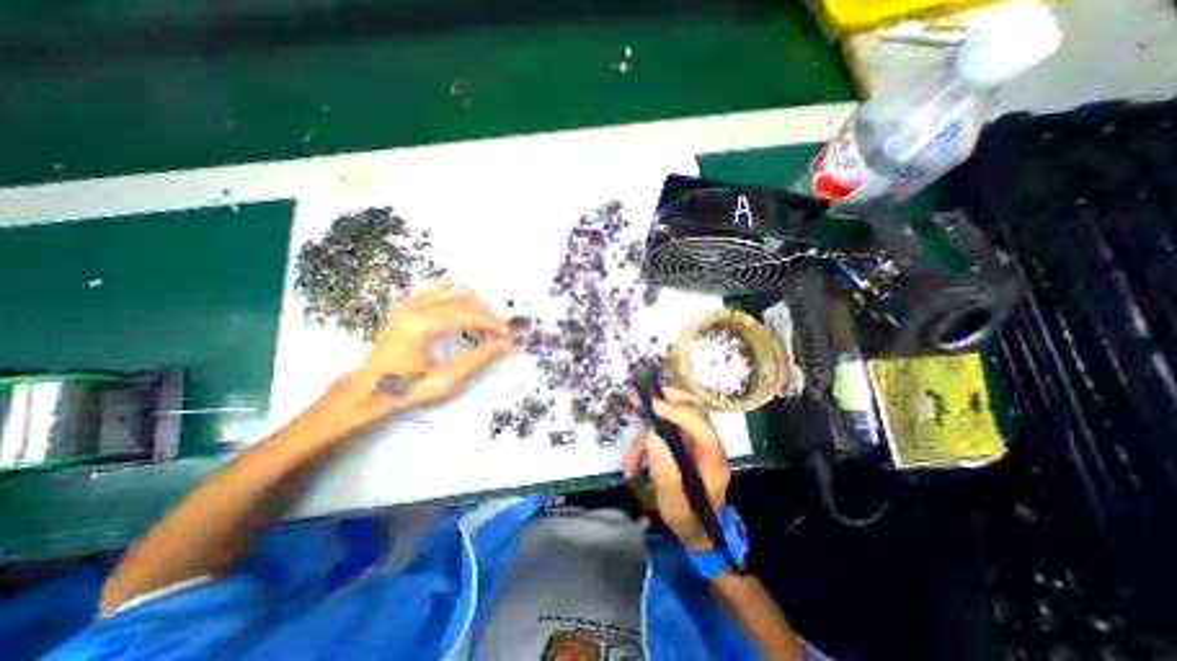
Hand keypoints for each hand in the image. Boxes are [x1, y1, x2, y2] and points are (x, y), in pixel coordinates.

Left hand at [318, 281, 510, 430]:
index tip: (508, 333)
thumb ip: (479, 358)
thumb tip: (506, 343)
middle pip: (462, 298)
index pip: (466, 314)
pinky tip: (464, 314)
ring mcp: (408, 303)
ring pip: (452, 289)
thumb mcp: (447, 379)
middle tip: (497, 333)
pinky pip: (439, 289)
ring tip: (482, 324)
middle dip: (485, 313)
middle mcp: (413, 307)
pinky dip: (458, 297)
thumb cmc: (407, 388)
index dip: (491, 322)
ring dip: (473, 303)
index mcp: (419, 325)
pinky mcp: (408, 305)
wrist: (369, 389)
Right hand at [618, 388, 732, 552]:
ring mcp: (694, 441)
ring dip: (646, 435)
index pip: (701, 427)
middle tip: (638, 399)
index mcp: (712, 459)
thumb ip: (665, 473)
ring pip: (672, 419)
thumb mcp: (674, 504)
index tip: (654, 405)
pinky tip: (633, 463)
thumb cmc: (688, 519)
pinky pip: (663, 430)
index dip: (679, 411)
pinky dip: (645, 441)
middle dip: (665, 401)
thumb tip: (652, 439)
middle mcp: (706, 444)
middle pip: (692, 409)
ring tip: (630, 461)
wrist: (697, 529)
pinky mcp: (683, 442)